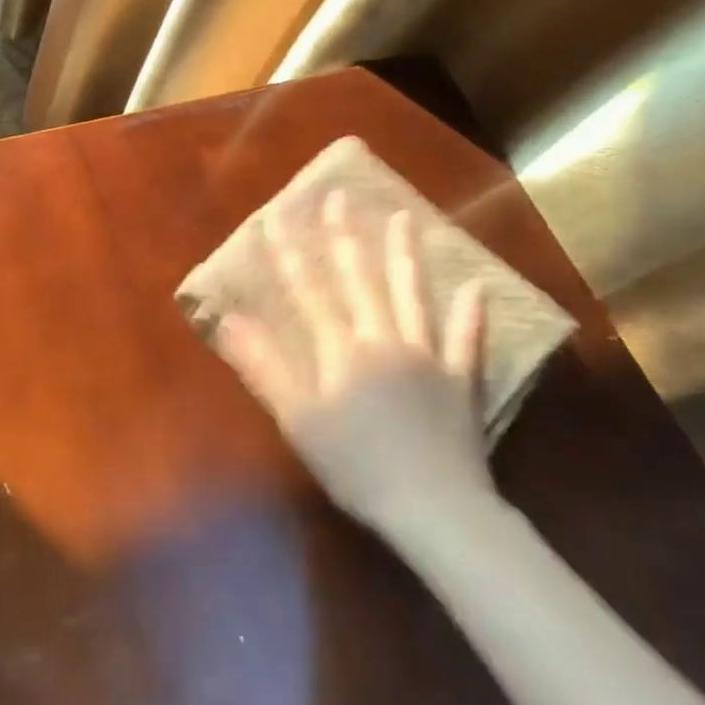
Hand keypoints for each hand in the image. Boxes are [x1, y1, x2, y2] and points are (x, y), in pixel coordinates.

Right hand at [216, 194, 493, 542]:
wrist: (435, 509)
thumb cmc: (355, 464)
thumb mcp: (297, 418)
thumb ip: (264, 366)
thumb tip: (228, 320)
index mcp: (341, 349)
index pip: (309, 289)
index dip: (290, 251)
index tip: (277, 214)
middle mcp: (383, 339)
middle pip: (361, 279)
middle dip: (346, 236)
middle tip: (341, 196)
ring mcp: (427, 357)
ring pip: (413, 296)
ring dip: (406, 256)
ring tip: (405, 218)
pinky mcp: (461, 382)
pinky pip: (467, 341)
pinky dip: (471, 315)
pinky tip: (476, 287)